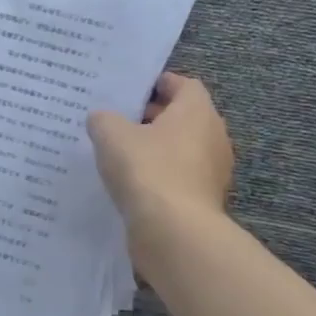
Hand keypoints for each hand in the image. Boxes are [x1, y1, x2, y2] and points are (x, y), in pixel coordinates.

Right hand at [88, 73, 233, 237]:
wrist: (173, 231)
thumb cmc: (147, 169)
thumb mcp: (111, 134)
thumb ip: (104, 119)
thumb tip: (103, 119)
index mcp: (197, 112)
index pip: (184, 85)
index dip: (158, 84)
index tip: (131, 90)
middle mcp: (213, 136)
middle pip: (184, 117)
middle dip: (153, 117)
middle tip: (118, 120)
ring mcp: (212, 171)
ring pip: (182, 148)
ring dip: (156, 148)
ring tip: (120, 153)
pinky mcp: (203, 199)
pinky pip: (179, 176)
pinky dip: (159, 174)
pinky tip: (131, 182)